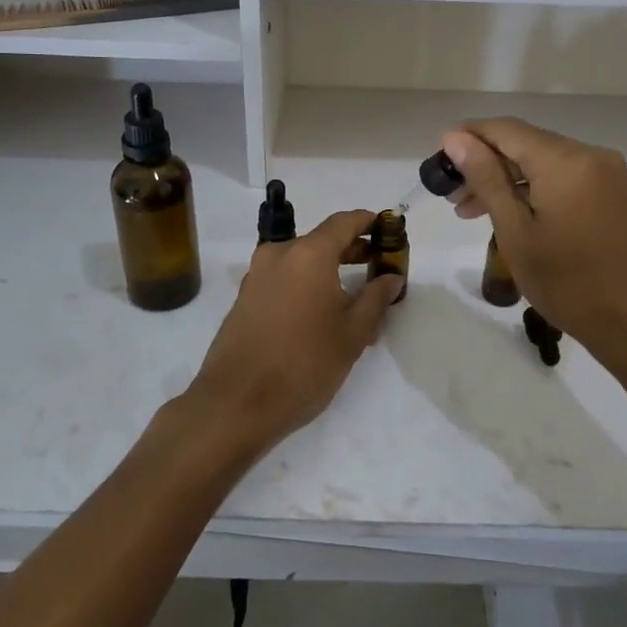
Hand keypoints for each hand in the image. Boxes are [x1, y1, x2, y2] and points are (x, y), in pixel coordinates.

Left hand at [181, 210, 403, 457]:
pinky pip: (284, 279)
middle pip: (321, 240)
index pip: (343, 222)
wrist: (236, 404)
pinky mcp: (245, 298)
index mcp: (308, 254)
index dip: (368, 222)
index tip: (388, 228)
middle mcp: (279, 255)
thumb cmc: (304, 364)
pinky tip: (322, 313)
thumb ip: (375, 298)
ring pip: (301, 262)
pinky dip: (306, 285)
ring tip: (355, 297)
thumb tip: (391, 277)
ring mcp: (257, 276)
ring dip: (329, 270)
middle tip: (378, 264)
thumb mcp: (352, 334)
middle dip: (351, 249)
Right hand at [441, 121, 626, 391]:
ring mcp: (604, 175)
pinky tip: (509, 214)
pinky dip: (531, 190)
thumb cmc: (569, 281)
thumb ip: (486, 178)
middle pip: (524, 144)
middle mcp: (588, 155)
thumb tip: (455, 138)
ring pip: (542, 163)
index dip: (468, 137)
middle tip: (450, 195)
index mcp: (565, 159)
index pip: (505, 129)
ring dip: (506, 180)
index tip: (438, 160)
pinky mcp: (610, 194)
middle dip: (484, 163)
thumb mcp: (515, 230)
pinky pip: (561, 178)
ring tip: (470, 211)